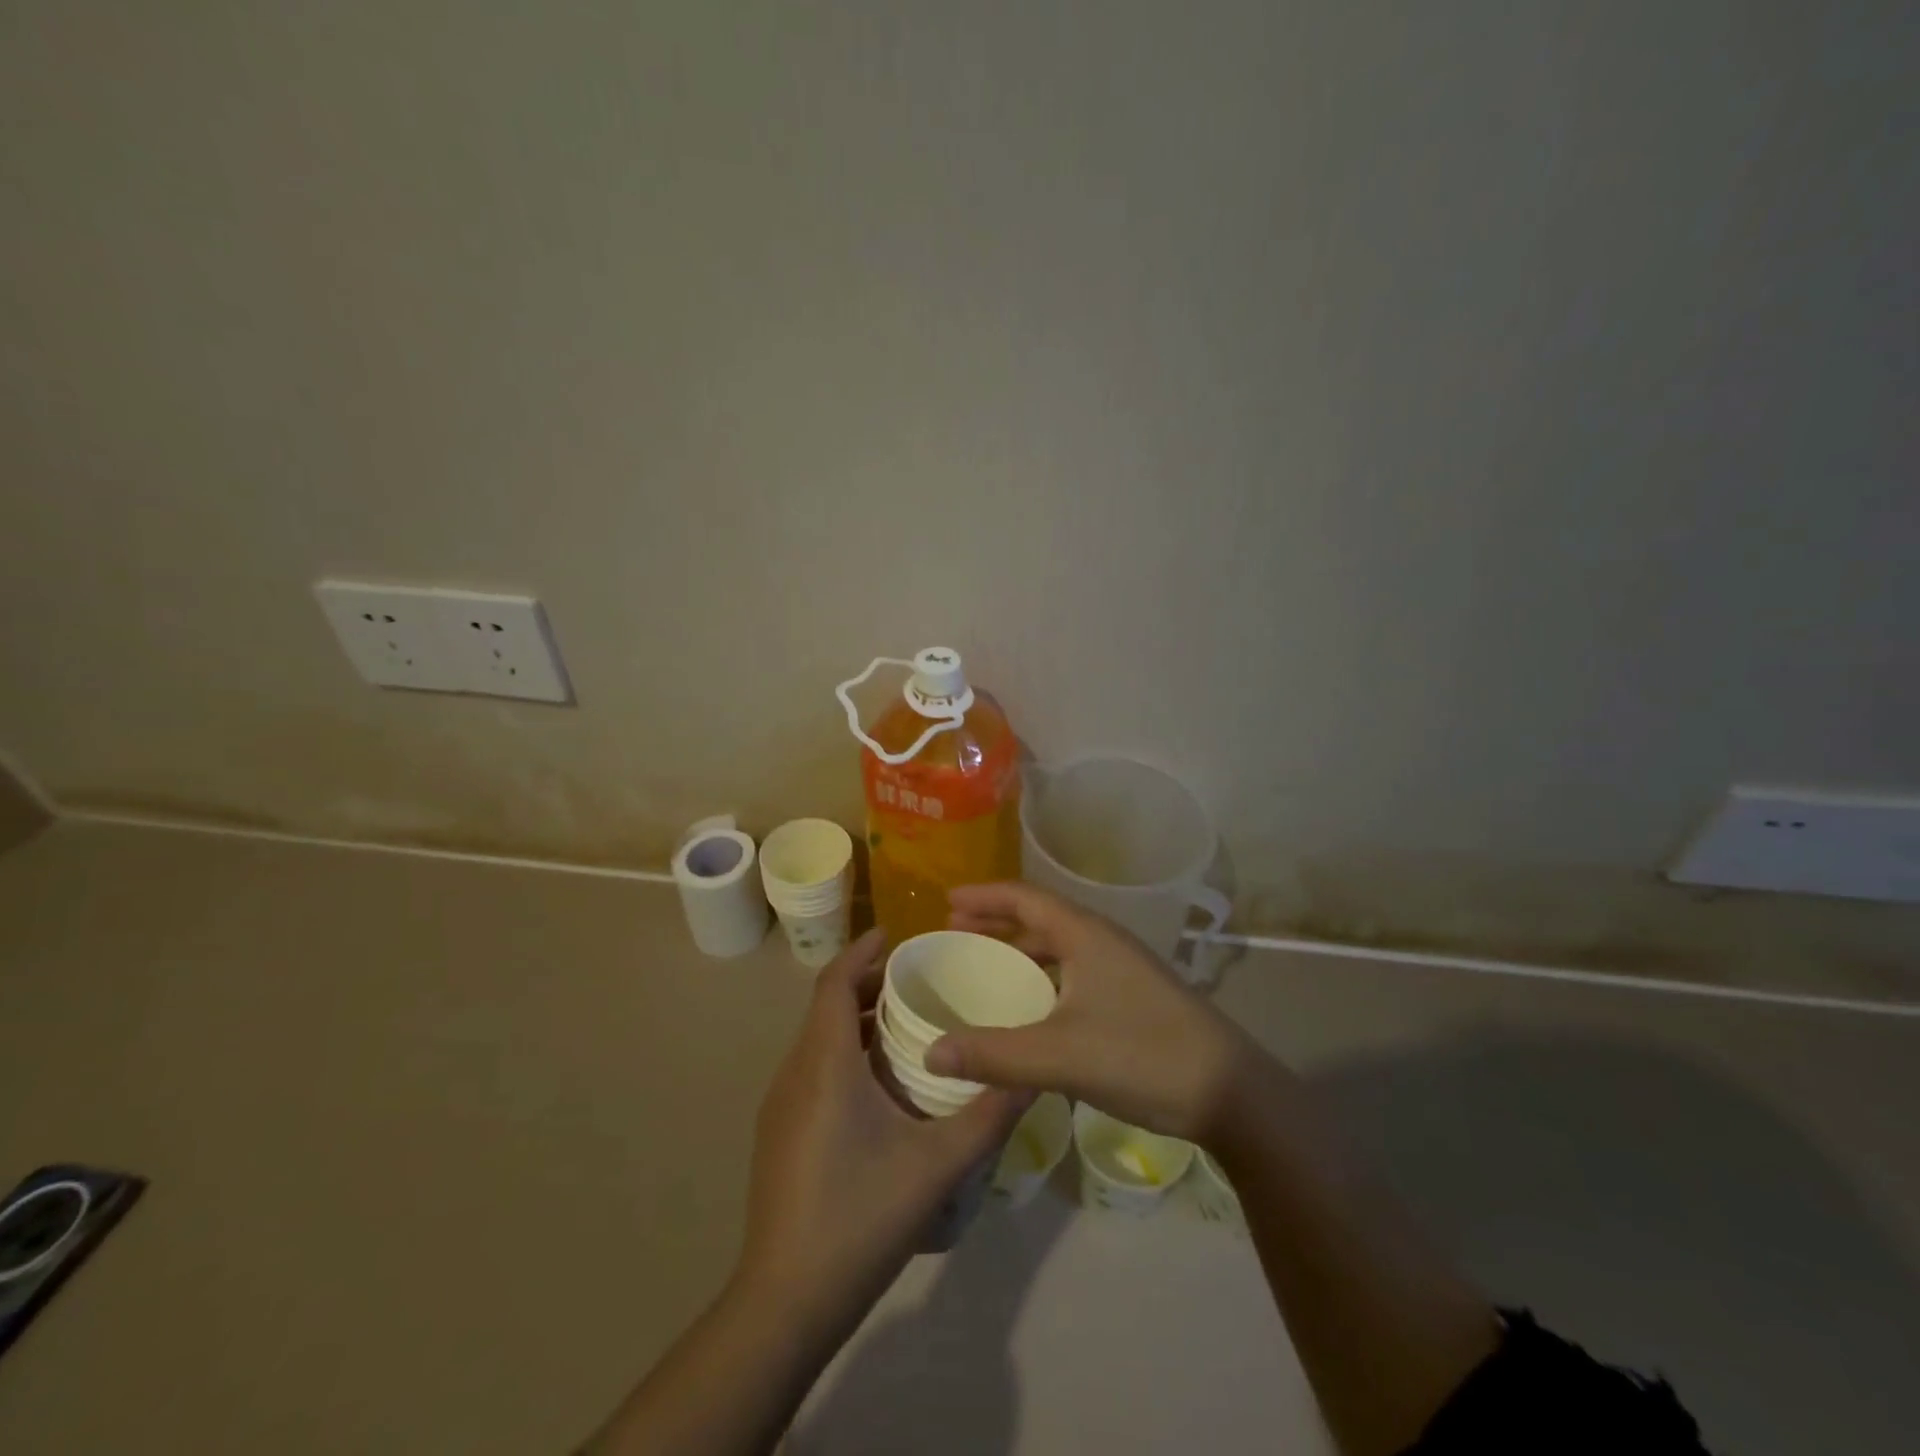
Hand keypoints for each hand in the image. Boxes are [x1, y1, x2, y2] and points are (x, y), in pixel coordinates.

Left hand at [737, 928, 1028, 1328]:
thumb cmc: (860, 1219)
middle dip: (868, 982)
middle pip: (827, 1005)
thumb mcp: (937, 1166)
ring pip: (818, 1037)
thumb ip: (988, 1115)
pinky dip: (844, 1050)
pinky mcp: (779, 1132)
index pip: (834, 982)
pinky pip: (813, 1066)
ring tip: (906, 1021)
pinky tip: (880, 1082)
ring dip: (856, 1018)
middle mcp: (795, 1072)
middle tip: (917, 977)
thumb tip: (1033, 1074)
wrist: (785, 1302)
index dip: (862, 950)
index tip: (897, 934)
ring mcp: (781, 1104)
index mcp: (825, 1064)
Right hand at [925, 883, 1255, 1141]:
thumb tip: (930, 1052)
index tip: (945, 900)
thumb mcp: (1060, 1055)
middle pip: (1041, 918)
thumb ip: (993, 1054)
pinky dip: (1044, 978)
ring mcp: (1122, 969)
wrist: (1231, 1092)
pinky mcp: (1133, 997)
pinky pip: (1074, 973)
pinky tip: (1032, 1007)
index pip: (1025, 898)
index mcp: (1086, 935)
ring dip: (1021, 950)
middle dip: (997, 922)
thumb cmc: (1143, 1055)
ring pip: (1060, 947)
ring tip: (986, 965)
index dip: (984, 896)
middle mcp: (1103, 942)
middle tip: (956, 931)